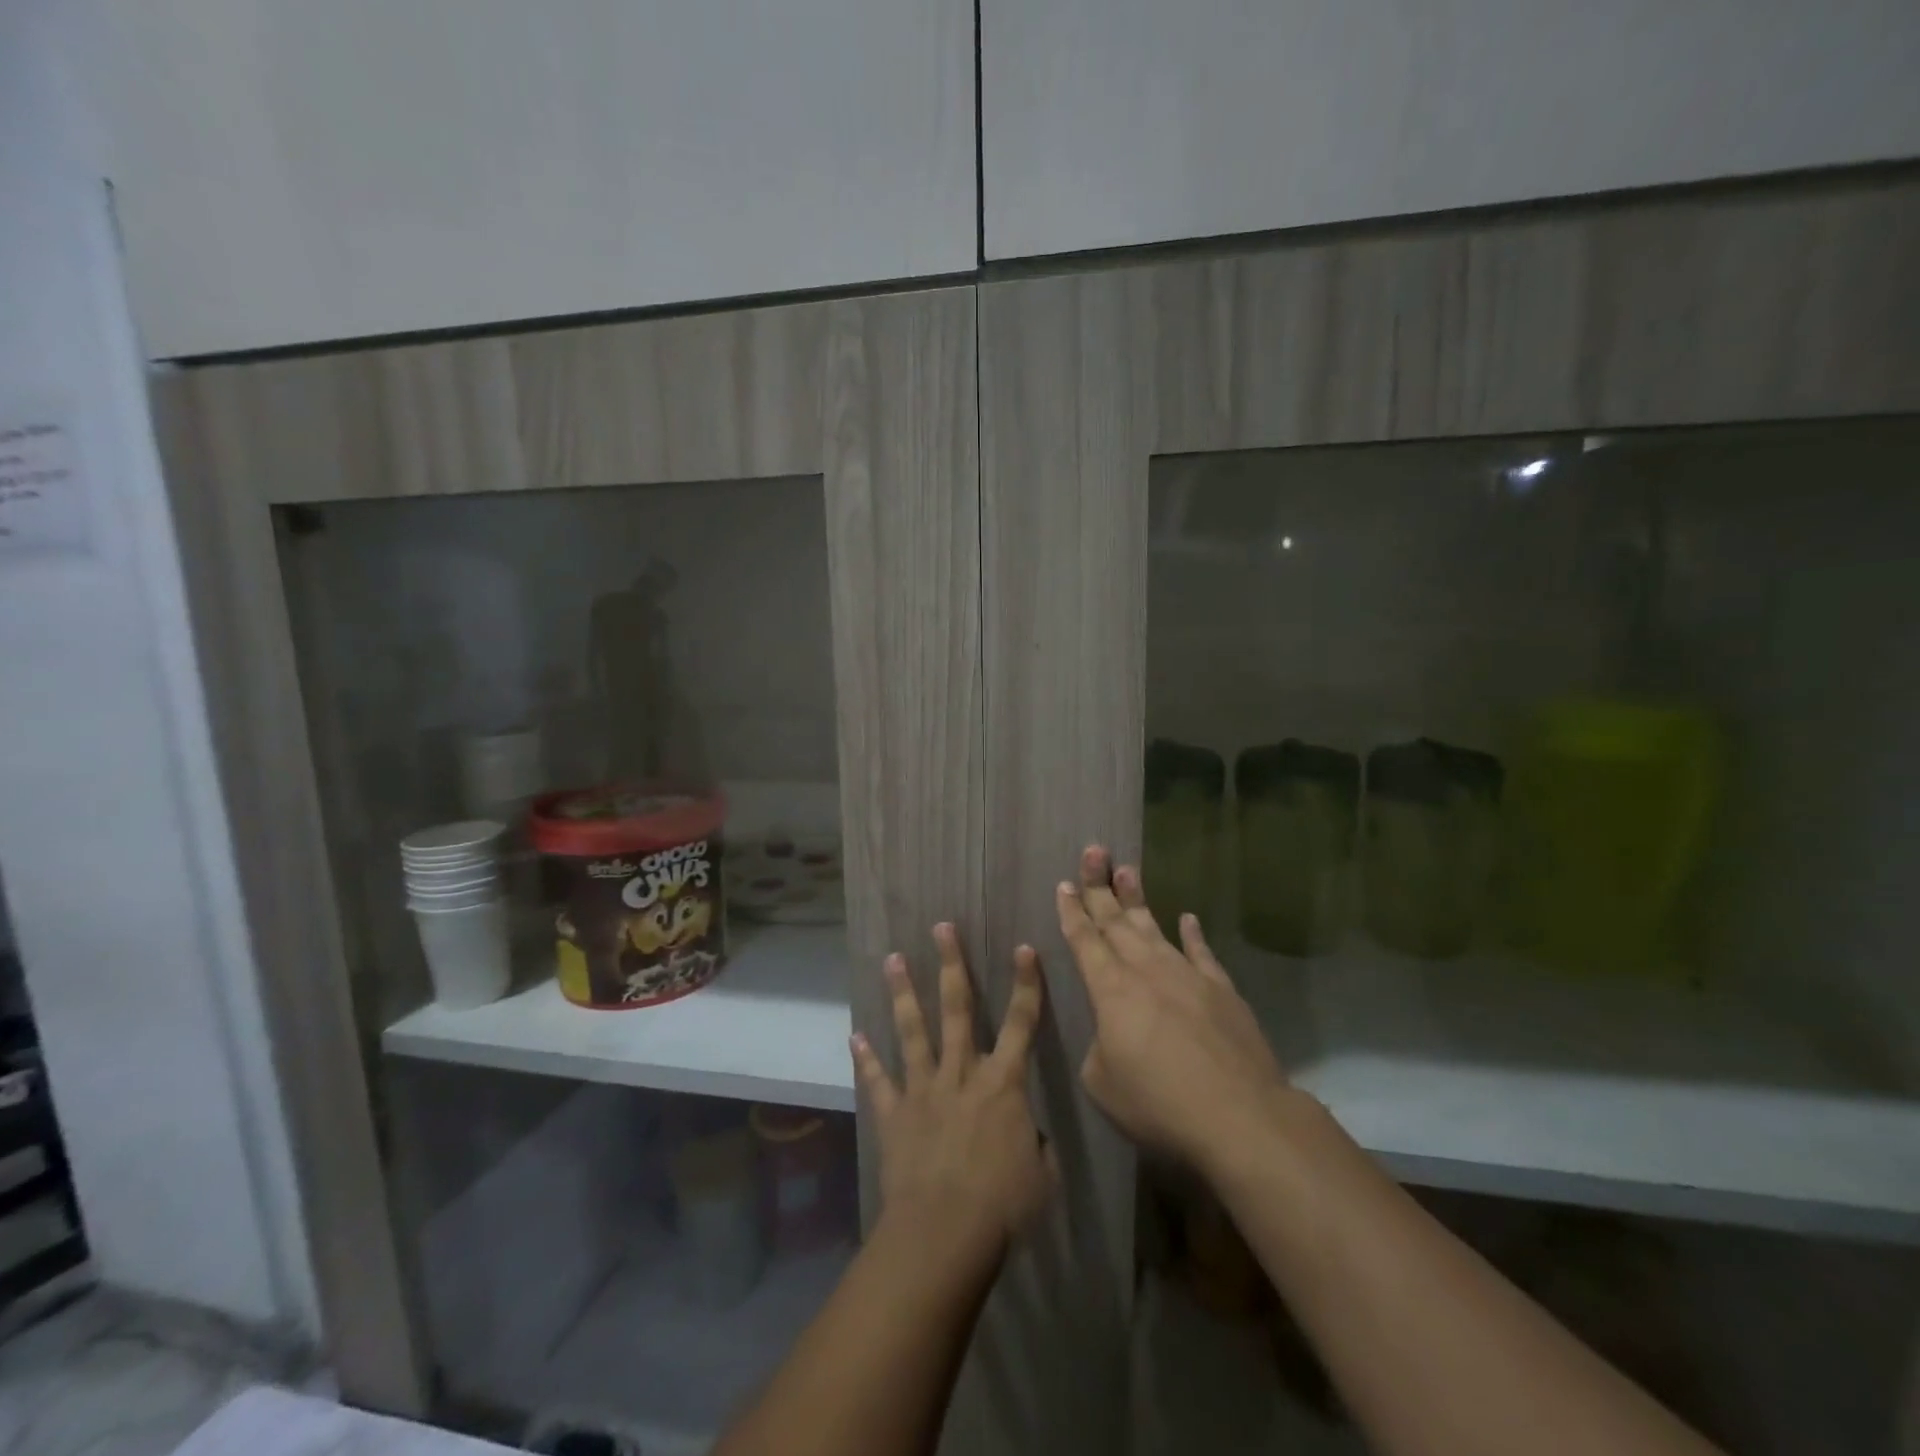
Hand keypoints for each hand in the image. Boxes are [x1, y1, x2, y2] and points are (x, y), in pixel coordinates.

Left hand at [851, 923, 1056, 1269]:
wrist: (943, 1233)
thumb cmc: (1003, 1206)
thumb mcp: (1041, 1174)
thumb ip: (1034, 1143)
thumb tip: (1026, 1131)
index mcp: (1002, 1083)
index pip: (1021, 1023)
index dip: (1026, 984)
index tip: (1024, 948)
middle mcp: (961, 1073)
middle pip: (958, 1008)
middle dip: (951, 964)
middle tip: (941, 927)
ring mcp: (923, 1089)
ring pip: (913, 1030)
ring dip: (904, 993)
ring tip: (893, 959)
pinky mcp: (894, 1113)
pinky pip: (878, 1081)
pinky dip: (866, 1059)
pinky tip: (854, 1037)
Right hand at [1057, 847, 1289, 1174]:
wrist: (1239, 1115)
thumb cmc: (1159, 1103)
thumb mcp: (1103, 1085)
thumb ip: (1098, 1050)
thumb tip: (1110, 1035)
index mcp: (1110, 989)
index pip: (1084, 941)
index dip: (1072, 912)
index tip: (1064, 884)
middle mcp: (1145, 970)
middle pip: (1116, 920)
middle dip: (1100, 886)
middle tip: (1093, 851)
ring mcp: (1186, 974)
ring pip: (1154, 927)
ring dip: (1137, 898)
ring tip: (1127, 869)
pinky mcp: (1221, 989)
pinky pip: (1201, 952)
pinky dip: (1193, 934)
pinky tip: (1188, 917)